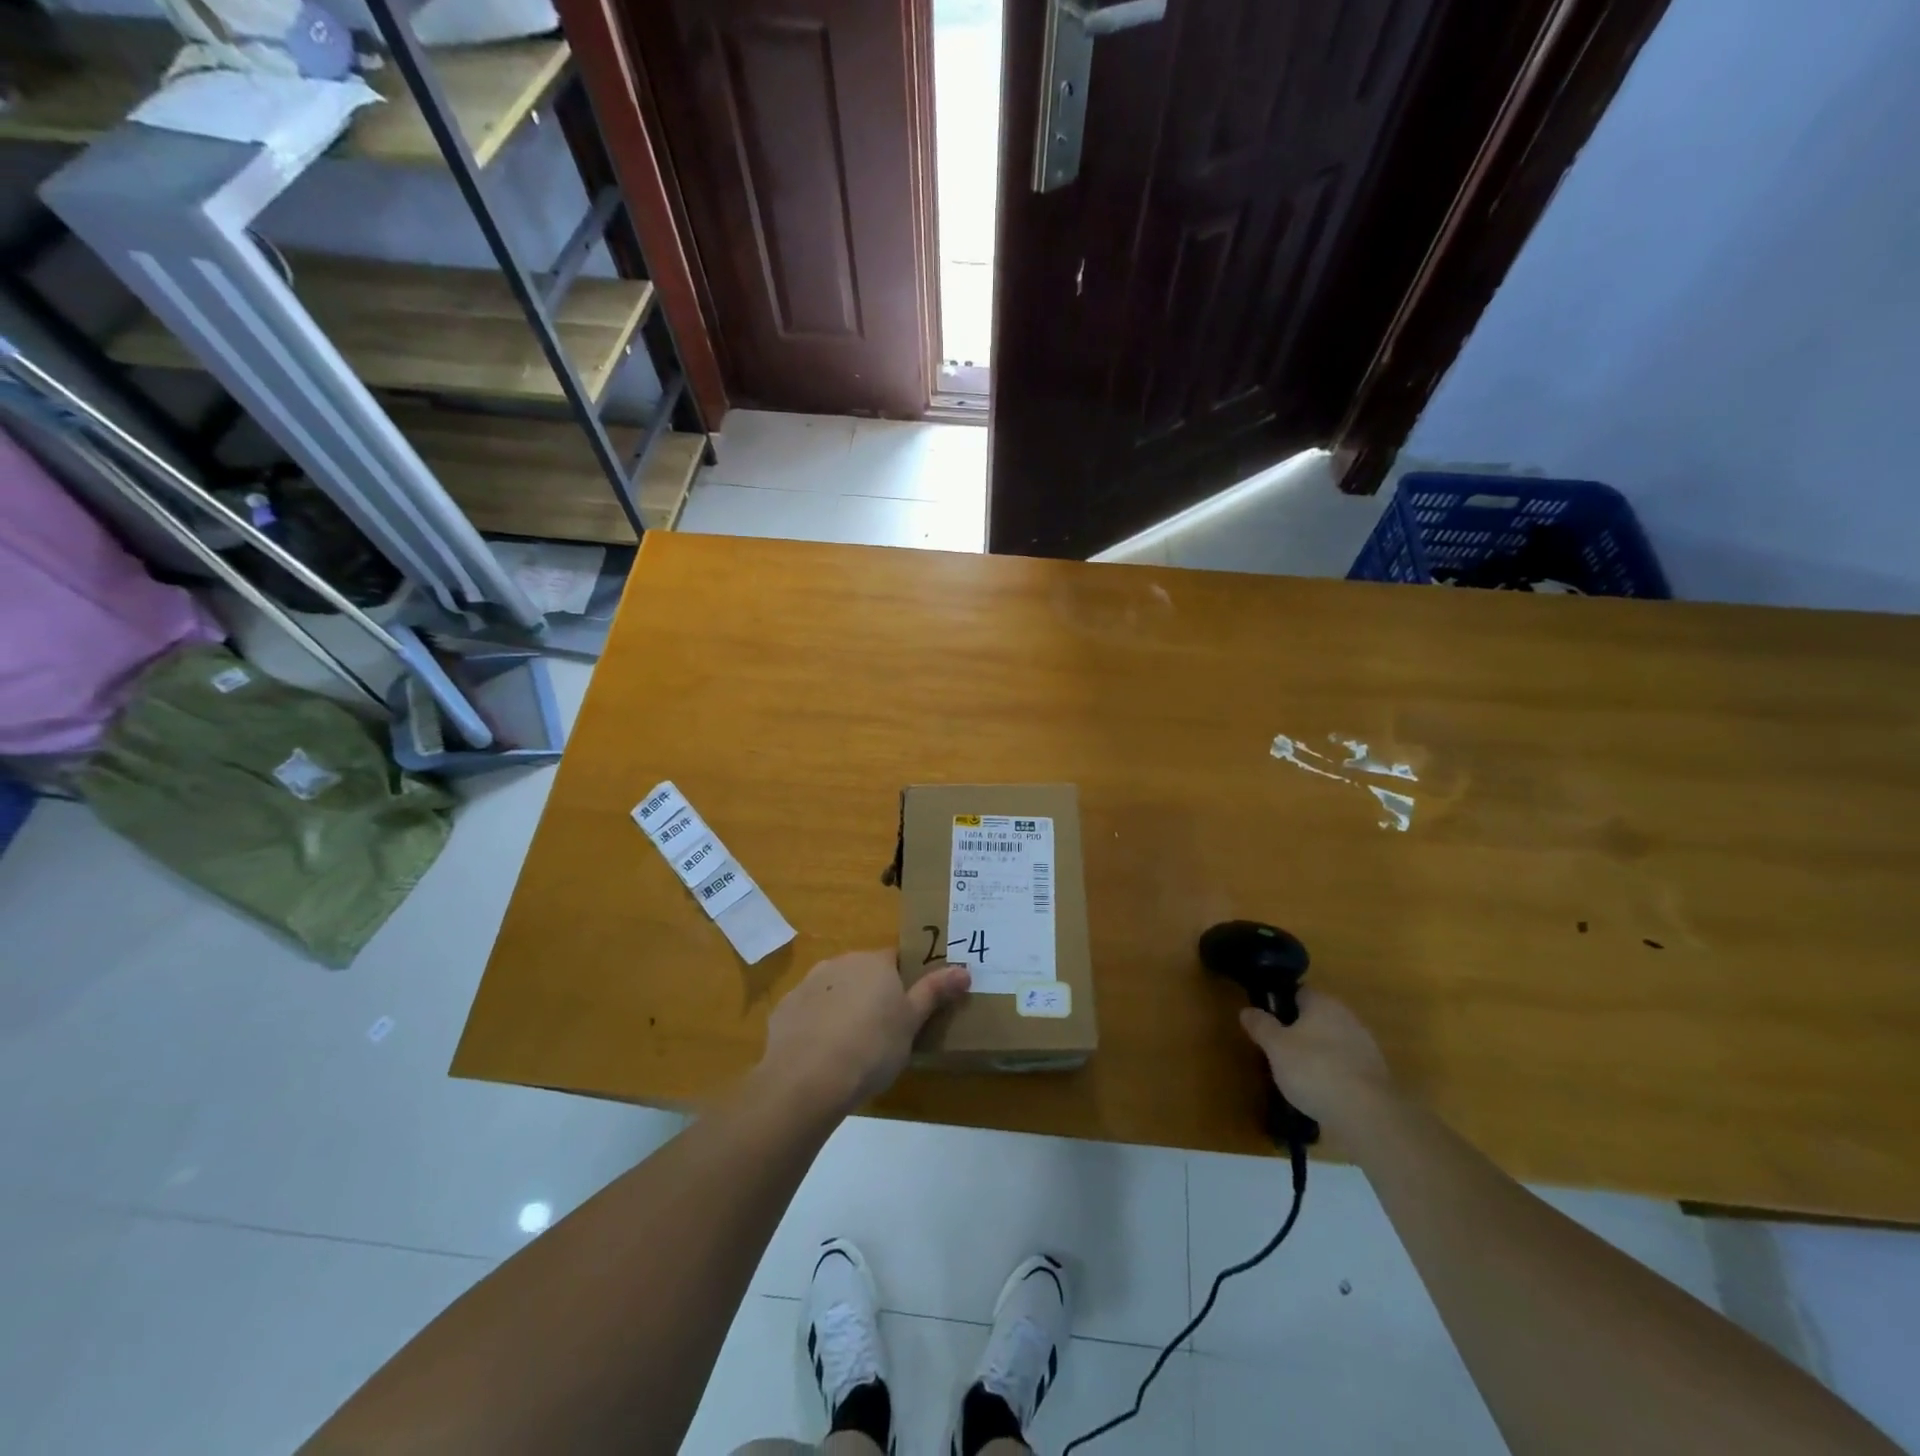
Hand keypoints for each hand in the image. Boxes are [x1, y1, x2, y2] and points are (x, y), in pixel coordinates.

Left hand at [761, 950, 970, 1114]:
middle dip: (872, 994)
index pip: (896, 959)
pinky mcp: (785, 1008)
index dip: (904, 980)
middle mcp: (840, 963)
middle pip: (863, 972)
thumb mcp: (912, 1023)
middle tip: (883, 1031)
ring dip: (843, 1007)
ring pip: (834, 990)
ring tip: (851, 1046)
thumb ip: (935, 992)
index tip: (908, 1008)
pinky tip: (821, 1054)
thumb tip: (964, 969)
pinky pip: (808, 1011)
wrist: (808, 1079)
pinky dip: (816, 1025)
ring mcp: (808, 984)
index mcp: (875, 963)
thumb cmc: (872, 1047)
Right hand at [1239, 989, 1392, 1125]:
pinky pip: (1346, 1065)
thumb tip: (1247, 1010)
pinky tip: (1322, 1092)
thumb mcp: (1275, 1047)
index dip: (1280, 1003)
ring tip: (1297, 1074)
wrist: (1368, 1114)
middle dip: (1298, 1030)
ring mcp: (1366, 1046)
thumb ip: (1261, 1026)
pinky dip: (1333, 1073)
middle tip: (1278, 1049)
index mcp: (1323, 1003)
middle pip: (1316, 1017)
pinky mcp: (1376, 1074)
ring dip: (1317, 1052)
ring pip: (1332, 1041)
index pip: (1298, 992)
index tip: (1266, 1020)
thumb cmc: (1314, 1070)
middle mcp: (1347, 1017)